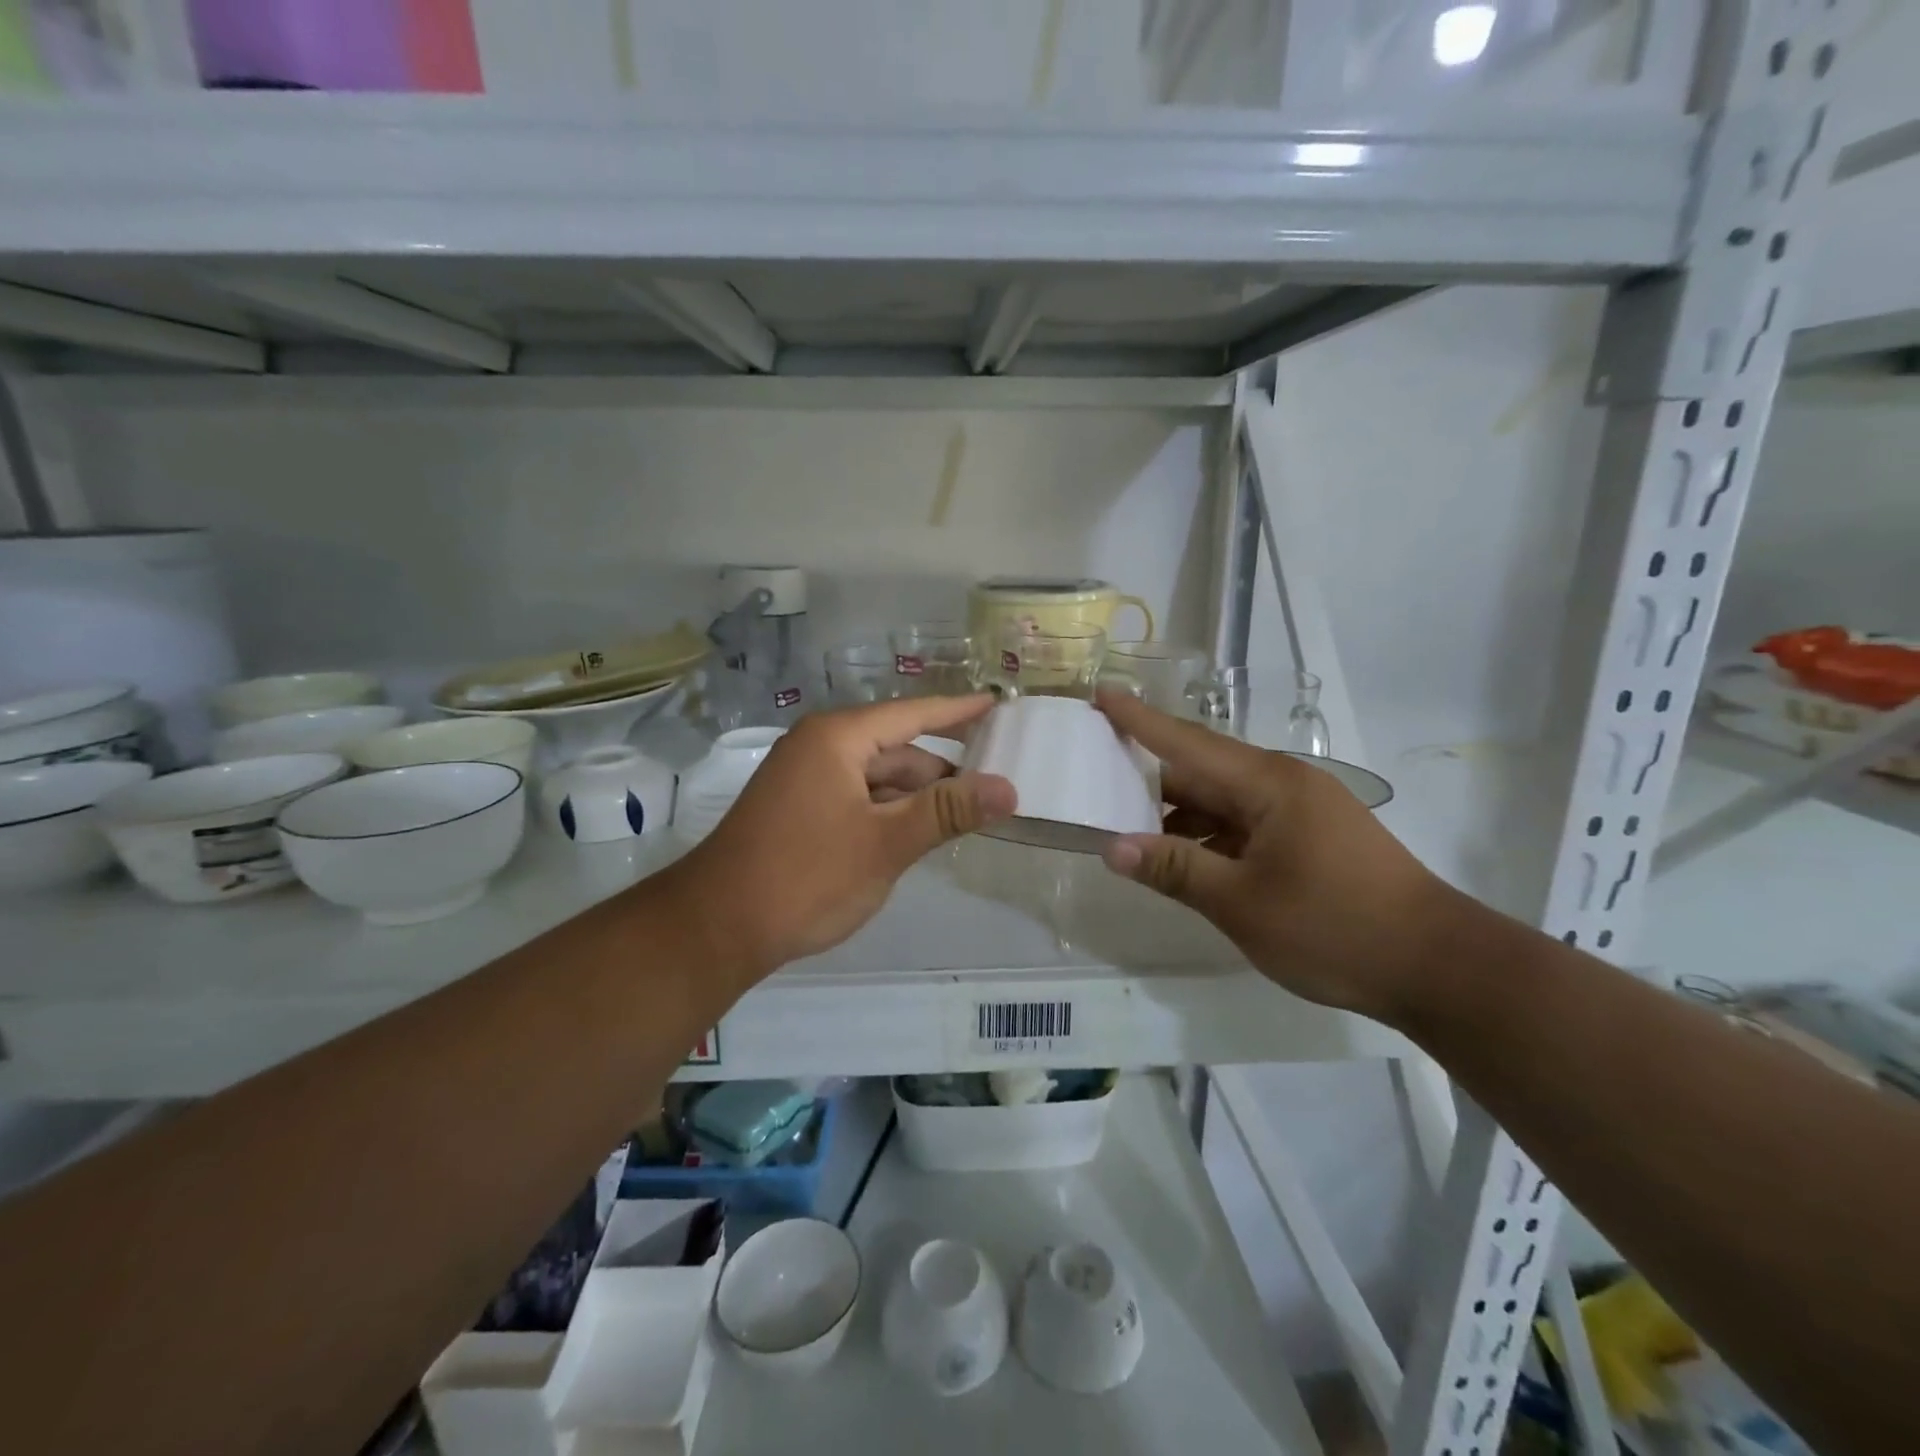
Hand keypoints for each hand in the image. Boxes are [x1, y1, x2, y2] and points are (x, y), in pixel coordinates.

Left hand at [666, 696, 1015, 983]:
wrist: (717, 928)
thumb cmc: (806, 876)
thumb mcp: (886, 843)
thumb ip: (947, 811)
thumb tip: (1009, 788)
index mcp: (838, 738)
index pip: (913, 714)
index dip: (958, 712)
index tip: (996, 704)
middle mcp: (820, 747)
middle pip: (897, 749)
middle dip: (943, 770)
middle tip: (996, 786)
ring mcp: (806, 779)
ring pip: (878, 778)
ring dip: (917, 796)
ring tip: (966, 817)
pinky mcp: (800, 809)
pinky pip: (858, 798)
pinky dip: (889, 812)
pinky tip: (917, 833)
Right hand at [1096, 691, 1452, 1022]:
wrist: (1440, 967)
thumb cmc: (1335, 928)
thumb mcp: (1242, 903)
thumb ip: (1175, 869)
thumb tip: (1112, 847)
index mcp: (1268, 784)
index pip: (1186, 742)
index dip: (1139, 720)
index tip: (1100, 693)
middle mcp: (1283, 785)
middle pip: (1201, 771)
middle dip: (1147, 776)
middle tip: (1093, 776)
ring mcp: (1300, 811)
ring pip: (1221, 801)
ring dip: (1177, 815)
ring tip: (1124, 827)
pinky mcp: (1309, 838)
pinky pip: (1243, 825)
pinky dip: (1208, 837)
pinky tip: (1180, 859)